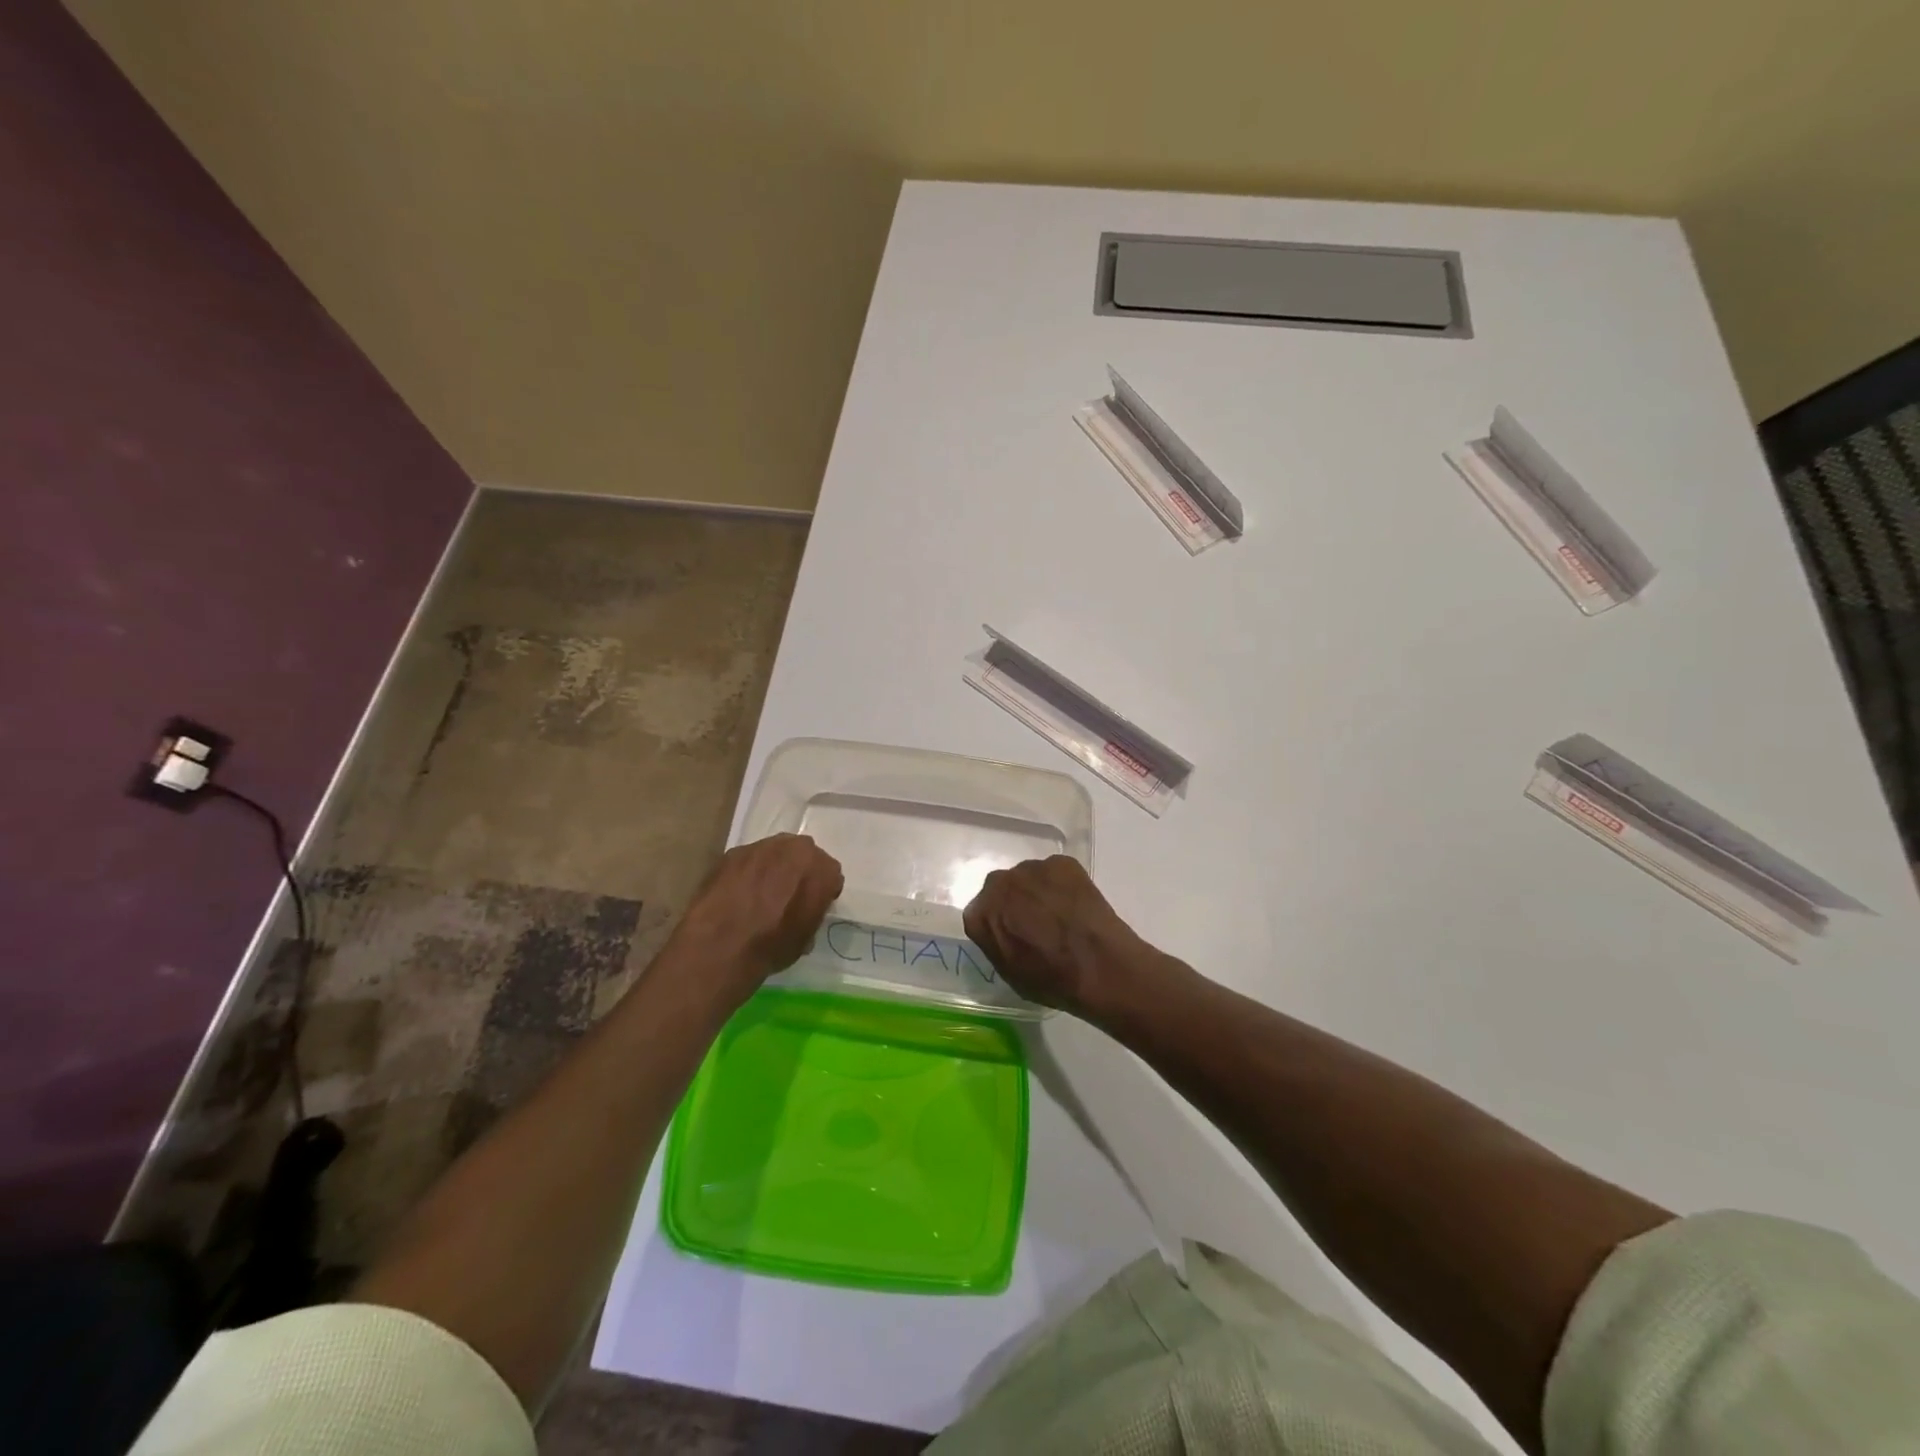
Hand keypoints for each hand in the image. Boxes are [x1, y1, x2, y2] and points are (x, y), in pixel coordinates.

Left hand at [673, 833, 843, 988]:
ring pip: (775, 853)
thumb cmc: (772, 946)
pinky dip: (748, 873)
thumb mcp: (806, 938)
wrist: (720, 945)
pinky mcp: (734, 852)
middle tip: (787, 897)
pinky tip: (738, 894)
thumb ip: (812, 913)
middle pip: (804, 856)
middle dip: (799, 873)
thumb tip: (804, 911)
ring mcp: (763, 846)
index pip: (831, 876)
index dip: (822, 892)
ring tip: (759, 895)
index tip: (812, 907)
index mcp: (822, 869)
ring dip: (773, 869)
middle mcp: (797, 849)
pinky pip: (749, 860)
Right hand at [962, 856, 1163, 1018]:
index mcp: (979, 915)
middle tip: (1036, 922)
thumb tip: (1003, 931)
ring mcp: (1030, 869)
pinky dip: (1063, 885)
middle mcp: (998, 884)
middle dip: (1015, 902)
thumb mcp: (1009, 973)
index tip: (1014, 935)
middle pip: (1002, 889)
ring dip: (1038, 891)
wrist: (1098, 965)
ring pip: (1029, 878)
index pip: (980, 914)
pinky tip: (1077, 905)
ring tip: (1061, 914)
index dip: (999, 925)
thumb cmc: (1051, 980)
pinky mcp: (1061, 862)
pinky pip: (1056, 872)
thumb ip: (996, 943)